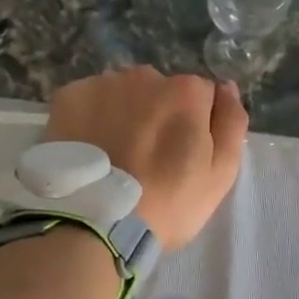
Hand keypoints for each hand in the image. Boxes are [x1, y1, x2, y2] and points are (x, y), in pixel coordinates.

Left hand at [45, 67, 247, 248]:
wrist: (93, 223)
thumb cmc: (167, 204)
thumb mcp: (220, 174)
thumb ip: (231, 123)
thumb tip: (227, 87)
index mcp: (187, 91)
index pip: (201, 97)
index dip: (195, 126)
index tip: (181, 156)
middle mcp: (145, 76)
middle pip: (160, 91)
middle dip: (158, 116)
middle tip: (146, 159)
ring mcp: (102, 84)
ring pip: (122, 94)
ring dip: (123, 115)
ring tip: (114, 156)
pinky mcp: (67, 97)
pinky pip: (88, 102)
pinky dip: (90, 119)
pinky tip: (90, 149)